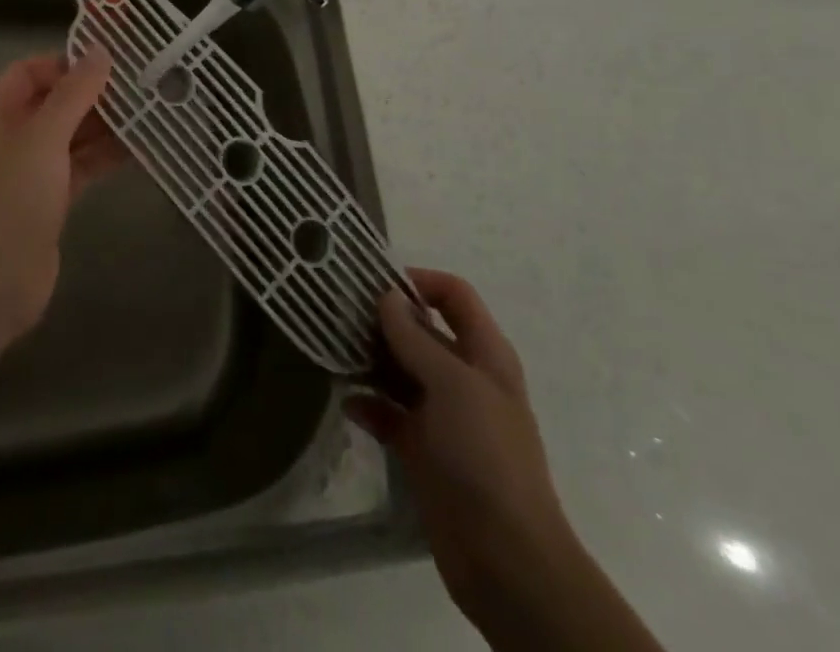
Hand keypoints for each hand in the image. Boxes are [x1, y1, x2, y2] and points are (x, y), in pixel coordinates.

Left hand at [0, 48, 122, 335]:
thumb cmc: (13, 196)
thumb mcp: (44, 136)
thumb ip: (74, 93)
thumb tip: (100, 51)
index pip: (28, 72)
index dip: (64, 64)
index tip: (106, 63)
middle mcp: (10, 136)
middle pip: (53, 103)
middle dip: (92, 94)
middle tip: (137, 85)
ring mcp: (30, 170)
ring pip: (70, 136)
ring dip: (103, 126)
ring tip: (147, 112)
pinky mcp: (50, 200)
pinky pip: (79, 167)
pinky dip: (104, 157)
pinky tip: (139, 149)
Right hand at [347, 270, 577, 617]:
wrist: (506, 560)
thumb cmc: (485, 455)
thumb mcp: (452, 385)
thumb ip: (415, 338)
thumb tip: (386, 296)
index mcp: (484, 355)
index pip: (454, 296)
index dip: (420, 281)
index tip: (376, 283)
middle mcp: (464, 378)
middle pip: (421, 331)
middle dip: (383, 320)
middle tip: (338, 312)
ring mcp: (443, 416)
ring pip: (400, 371)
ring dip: (370, 361)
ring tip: (333, 351)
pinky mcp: (423, 450)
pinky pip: (389, 415)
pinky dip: (368, 405)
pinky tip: (346, 403)